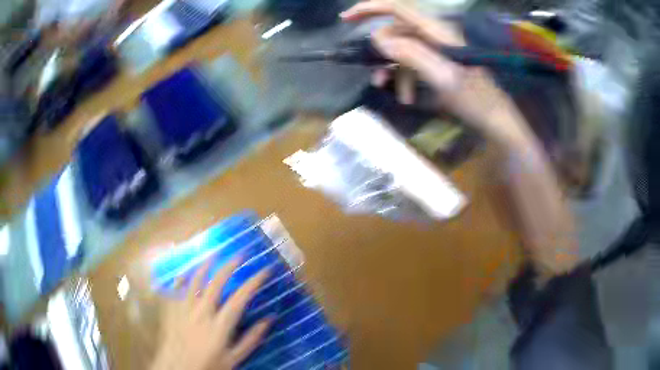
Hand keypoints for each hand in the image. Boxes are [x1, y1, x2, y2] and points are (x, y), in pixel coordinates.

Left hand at [151, 259, 271, 369]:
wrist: (178, 369)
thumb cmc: (208, 365)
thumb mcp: (234, 358)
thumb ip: (251, 339)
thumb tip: (269, 319)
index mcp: (220, 325)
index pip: (240, 298)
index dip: (253, 282)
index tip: (264, 270)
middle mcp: (201, 312)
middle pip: (216, 283)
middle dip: (229, 266)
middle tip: (240, 254)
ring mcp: (184, 309)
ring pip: (194, 280)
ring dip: (205, 265)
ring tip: (214, 254)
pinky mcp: (172, 310)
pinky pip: (176, 288)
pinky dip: (181, 277)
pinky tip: (186, 270)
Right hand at [341, 1, 531, 146]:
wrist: (496, 122)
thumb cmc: (475, 101)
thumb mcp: (443, 78)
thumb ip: (412, 54)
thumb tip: (378, 38)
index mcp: (438, 32)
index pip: (399, 8)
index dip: (370, 8)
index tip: (346, 19)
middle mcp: (436, 36)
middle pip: (397, 33)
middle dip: (384, 54)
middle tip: (375, 75)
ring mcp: (438, 50)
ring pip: (403, 52)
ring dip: (396, 73)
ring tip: (400, 97)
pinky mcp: (439, 64)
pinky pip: (414, 64)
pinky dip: (407, 80)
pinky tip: (408, 98)